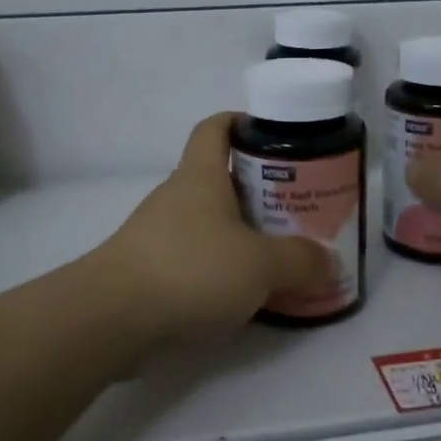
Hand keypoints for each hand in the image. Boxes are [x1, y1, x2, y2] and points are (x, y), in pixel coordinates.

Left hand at [93, 113, 332, 342]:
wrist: (110, 318)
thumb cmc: (190, 269)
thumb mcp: (260, 264)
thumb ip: (300, 262)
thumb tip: (330, 264)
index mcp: (200, 176)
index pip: (215, 128)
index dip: (241, 122)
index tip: (273, 136)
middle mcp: (176, 197)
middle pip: (219, 179)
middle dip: (257, 191)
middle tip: (296, 210)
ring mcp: (157, 234)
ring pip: (208, 223)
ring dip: (239, 234)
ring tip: (277, 257)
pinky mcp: (147, 271)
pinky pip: (193, 259)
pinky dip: (219, 268)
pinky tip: (242, 294)